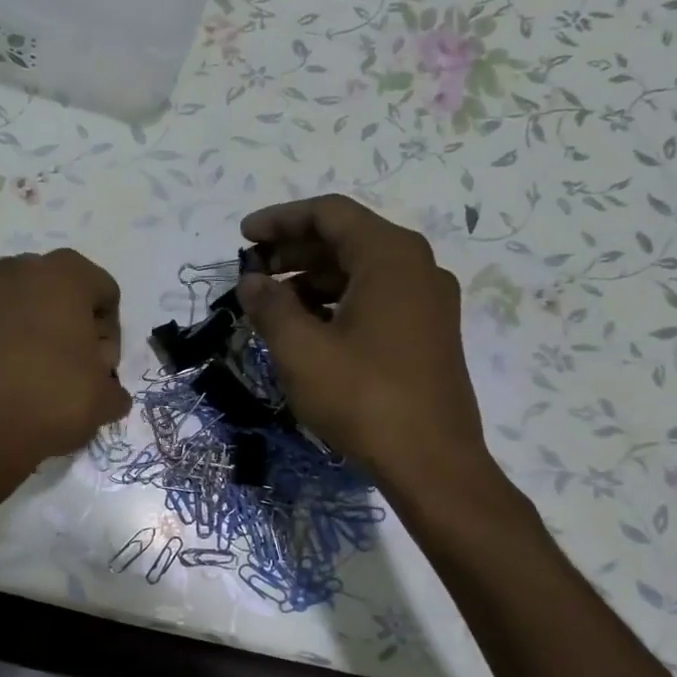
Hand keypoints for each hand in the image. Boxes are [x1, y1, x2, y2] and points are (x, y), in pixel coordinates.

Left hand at [0, 249, 131, 502]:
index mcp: (63, 276)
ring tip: (34, 379)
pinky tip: (2, 387)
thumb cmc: (52, 400)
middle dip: (68, 324)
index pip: (104, 292)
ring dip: (30, 334)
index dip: (110, 332)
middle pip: (56, 293)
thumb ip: (113, 388)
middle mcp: (17, 274)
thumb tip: (107, 392)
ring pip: (17, 309)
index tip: (102, 367)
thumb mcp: (104, 400)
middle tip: (72, 369)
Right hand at [236, 195, 489, 487]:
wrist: (432, 462)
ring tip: (273, 304)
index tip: (243, 237)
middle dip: (295, 250)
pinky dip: (338, 302)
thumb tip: (251, 282)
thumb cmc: (363, 397)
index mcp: (390, 257)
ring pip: (362, 271)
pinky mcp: (429, 333)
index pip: (329, 214)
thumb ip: (270, 306)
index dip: (280, 220)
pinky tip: (308, 328)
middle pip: (347, 239)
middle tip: (252, 272)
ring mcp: (429, 302)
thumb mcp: (301, 350)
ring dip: (314, 279)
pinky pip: (377, 298)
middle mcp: (417, 268)